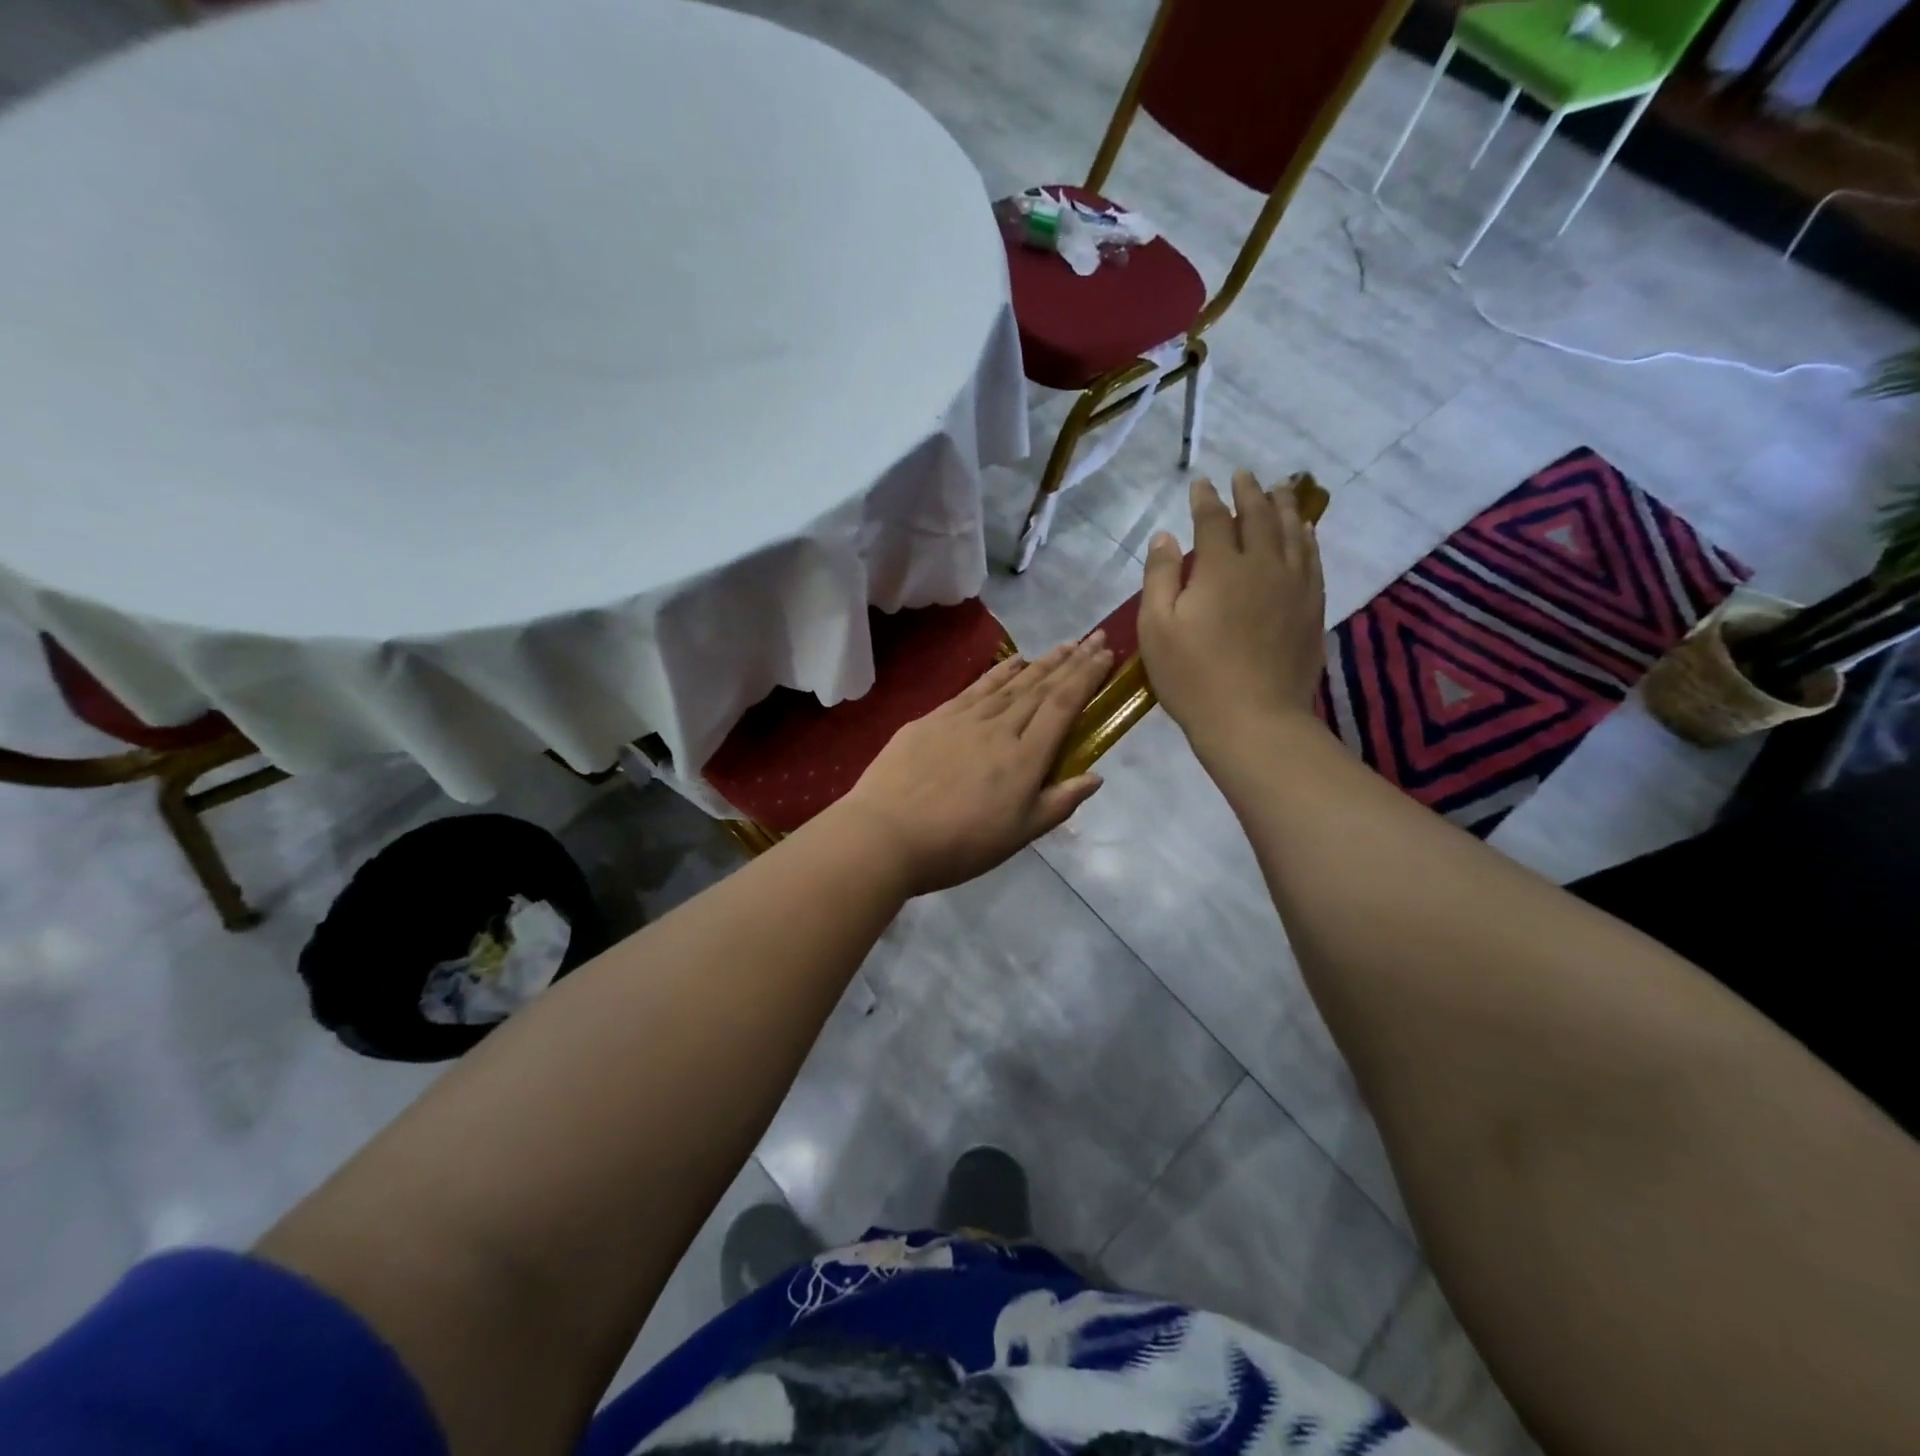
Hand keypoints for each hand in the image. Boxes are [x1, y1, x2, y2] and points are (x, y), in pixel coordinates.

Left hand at [826, 634, 1112, 896]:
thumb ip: (1058, 803)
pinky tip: (1013, 661)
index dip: (1087, 678)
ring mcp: (964, 719)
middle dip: (1071, 661)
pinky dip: (999, 671)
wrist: (885, 834)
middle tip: (1094, 638)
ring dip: (1041, 662)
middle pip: (1041, 688)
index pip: (1063, 707)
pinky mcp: (934, 718)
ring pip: (1011, 683)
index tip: (1105, 655)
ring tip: (1064, 645)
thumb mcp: (1018, 836)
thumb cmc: (958, 845)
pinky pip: (976, 687)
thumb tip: (1096, 776)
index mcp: (1024, 758)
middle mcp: (999, 728)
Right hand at [1139, 471, 1326, 759]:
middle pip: (1260, 517)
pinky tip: (1306, 532)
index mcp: (1221, 568)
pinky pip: (1313, 559)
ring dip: (1284, 507)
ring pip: (1293, 532)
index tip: (1201, 483)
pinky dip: (1307, 538)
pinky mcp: (1312, 608)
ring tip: (1281, 490)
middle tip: (1244, 475)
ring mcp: (1294, 586)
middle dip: (1249, 493)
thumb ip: (1160, 577)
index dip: (1206, 499)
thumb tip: (1165, 537)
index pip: (1214, 520)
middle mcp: (1263, 565)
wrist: (1254, 720)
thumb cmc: (1193, 677)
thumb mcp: (1157, 627)